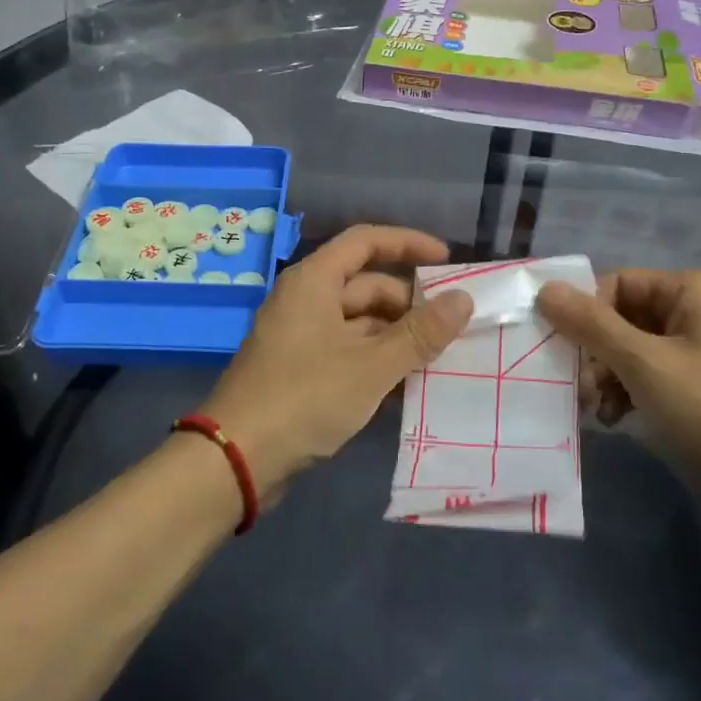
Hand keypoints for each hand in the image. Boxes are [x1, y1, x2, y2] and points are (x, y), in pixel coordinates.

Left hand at [200, 225, 472, 501]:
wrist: (237, 458)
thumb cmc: (305, 397)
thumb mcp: (372, 365)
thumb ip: (420, 333)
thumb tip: (464, 299)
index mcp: (314, 281)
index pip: (366, 241)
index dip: (408, 244)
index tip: (447, 262)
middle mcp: (305, 299)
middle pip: (366, 285)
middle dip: (409, 304)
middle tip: (452, 328)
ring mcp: (299, 335)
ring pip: (358, 322)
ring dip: (395, 337)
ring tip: (437, 359)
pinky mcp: (297, 369)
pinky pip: (345, 350)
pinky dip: (374, 360)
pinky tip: (405, 385)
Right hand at [536, 269, 700, 490]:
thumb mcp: (645, 365)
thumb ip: (591, 325)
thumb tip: (544, 289)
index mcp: (692, 289)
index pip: (614, 284)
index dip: (583, 316)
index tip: (560, 354)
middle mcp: (699, 310)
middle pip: (622, 317)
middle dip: (594, 354)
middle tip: (579, 391)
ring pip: (633, 350)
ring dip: (607, 378)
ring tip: (597, 412)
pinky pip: (652, 375)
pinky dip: (630, 393)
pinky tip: (617, 420)